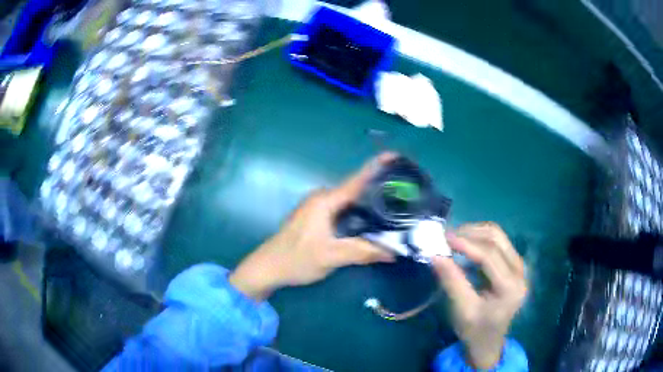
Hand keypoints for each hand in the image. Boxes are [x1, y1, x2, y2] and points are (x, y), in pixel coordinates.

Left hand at [229, 153, 396, 300]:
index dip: (377, 167)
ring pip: (351, 202)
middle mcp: (323, 198)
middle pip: (356, 190)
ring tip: (396, 207)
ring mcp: (318, 207)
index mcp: (325, 200)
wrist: (269, 267)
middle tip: (406, 193)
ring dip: (370, 204)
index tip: (396, 156)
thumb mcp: (332, 256)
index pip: (357, 180)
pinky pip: (344, 211)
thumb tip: (394, 252)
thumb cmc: (297, 259)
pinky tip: (372, 223)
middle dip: (380, 189)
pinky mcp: (317, 217)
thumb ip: (363, 252)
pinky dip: (359, 214)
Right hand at [431, 223, 526, 368]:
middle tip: (445, 237)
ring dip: (474, 232)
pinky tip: (465, 245)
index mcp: (511, 286)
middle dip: (469, 233)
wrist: (488, 342)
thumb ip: (451, 281)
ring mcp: (519, 265)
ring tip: (453, 239)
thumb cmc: (475, 330)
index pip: (489, 255)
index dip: (466, 243)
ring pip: (497, 235)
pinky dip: (479, 239)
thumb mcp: (462, 310)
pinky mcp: (513, 263)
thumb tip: (435, 255)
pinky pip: (497, 241)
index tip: (443, 238)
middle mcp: (520, 271)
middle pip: (496, 238)